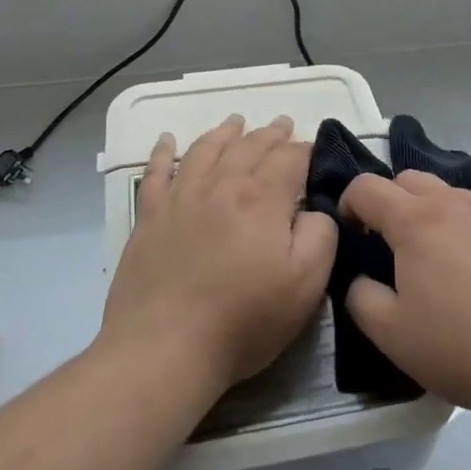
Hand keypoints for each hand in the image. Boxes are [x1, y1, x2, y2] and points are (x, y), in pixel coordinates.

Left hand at [102, 115, 336, 395]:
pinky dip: (163, 152)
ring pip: (206, 150)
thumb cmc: (243, 320)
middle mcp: (221, 185)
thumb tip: (314, 208)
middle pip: (249, 147)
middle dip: (270, 134)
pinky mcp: (149, 216)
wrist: (164, 347)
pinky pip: (156, 172)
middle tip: (283, 124)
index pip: (289, 158)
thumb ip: (321, 234)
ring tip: (236, 122)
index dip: (305, 150)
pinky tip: (167, 140)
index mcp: (262, 198)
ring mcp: (180, 197)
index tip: (314, 149)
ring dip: (224, 133)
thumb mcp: (306, 284)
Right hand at [341, 171, 470, 419]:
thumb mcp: (390, 334)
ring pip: (445, 192)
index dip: (348, 202)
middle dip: (387, 199)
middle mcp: (452, 204)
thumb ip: (360, 297)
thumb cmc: (460, 346)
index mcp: (415, 220)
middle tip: (385, 241)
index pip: (367, 186)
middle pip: (407, 178)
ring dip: (425, 209)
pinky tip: (468, 268)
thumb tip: (361, 278)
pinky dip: (458, 225)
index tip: (348, 231)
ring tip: (428, 254)